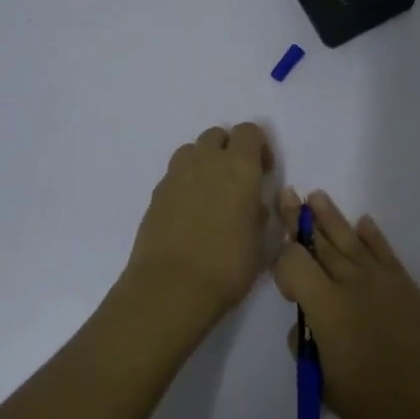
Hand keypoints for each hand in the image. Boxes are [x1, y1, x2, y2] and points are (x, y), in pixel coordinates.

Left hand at [125, 123, 273, 326]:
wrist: (172, 287)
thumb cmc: (228, 265)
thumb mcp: (261, 242)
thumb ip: (259, 214)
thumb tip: (252, 204)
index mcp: (240, 168)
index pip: (249, 131)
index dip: (259, 147)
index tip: (264, 173)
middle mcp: (206, 162)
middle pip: (217, 135)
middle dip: (229, 150)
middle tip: (237, 182)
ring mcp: (176, 175)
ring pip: (192, 151)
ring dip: (204, 162)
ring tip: (211, 194)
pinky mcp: (155, 194)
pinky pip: (175, 175)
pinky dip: (185, 184)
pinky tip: (189, 214)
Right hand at [273, 187, 419, 418]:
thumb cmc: (375, 406)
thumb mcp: (324, 384)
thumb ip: (308, 348)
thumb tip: (306, 327)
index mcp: (326, 307)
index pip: (293, 262)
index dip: (281, 264)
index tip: (284, 283)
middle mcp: (353, 283)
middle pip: (320, 243)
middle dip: (300, 221)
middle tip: (287, 196)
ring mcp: (384, 281)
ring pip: (351, 240)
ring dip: (331, 218)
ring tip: (317, 196)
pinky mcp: (408, 287)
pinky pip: (385, 253)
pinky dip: (373, 236)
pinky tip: (364, 223)